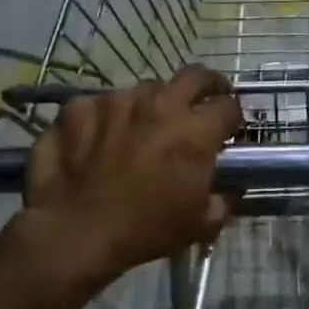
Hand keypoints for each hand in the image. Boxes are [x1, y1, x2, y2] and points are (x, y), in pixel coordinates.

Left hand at [23, 67, 242, 280]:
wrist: (76, 232)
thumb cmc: (147, 230)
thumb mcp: (202, 224)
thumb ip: (224, 199)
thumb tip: (229, 189)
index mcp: (196, 130)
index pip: (229, 106)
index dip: (233, 118)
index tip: (229, 130)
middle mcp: (160, 103)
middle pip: (195, 76)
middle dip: (206, 86)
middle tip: (203, 103)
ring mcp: (116, 100)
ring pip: (145, 90)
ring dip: (152, 105)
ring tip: (144, 128)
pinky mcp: (79, 107)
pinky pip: (101, 104)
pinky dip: (107, 118)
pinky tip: (100, 139)